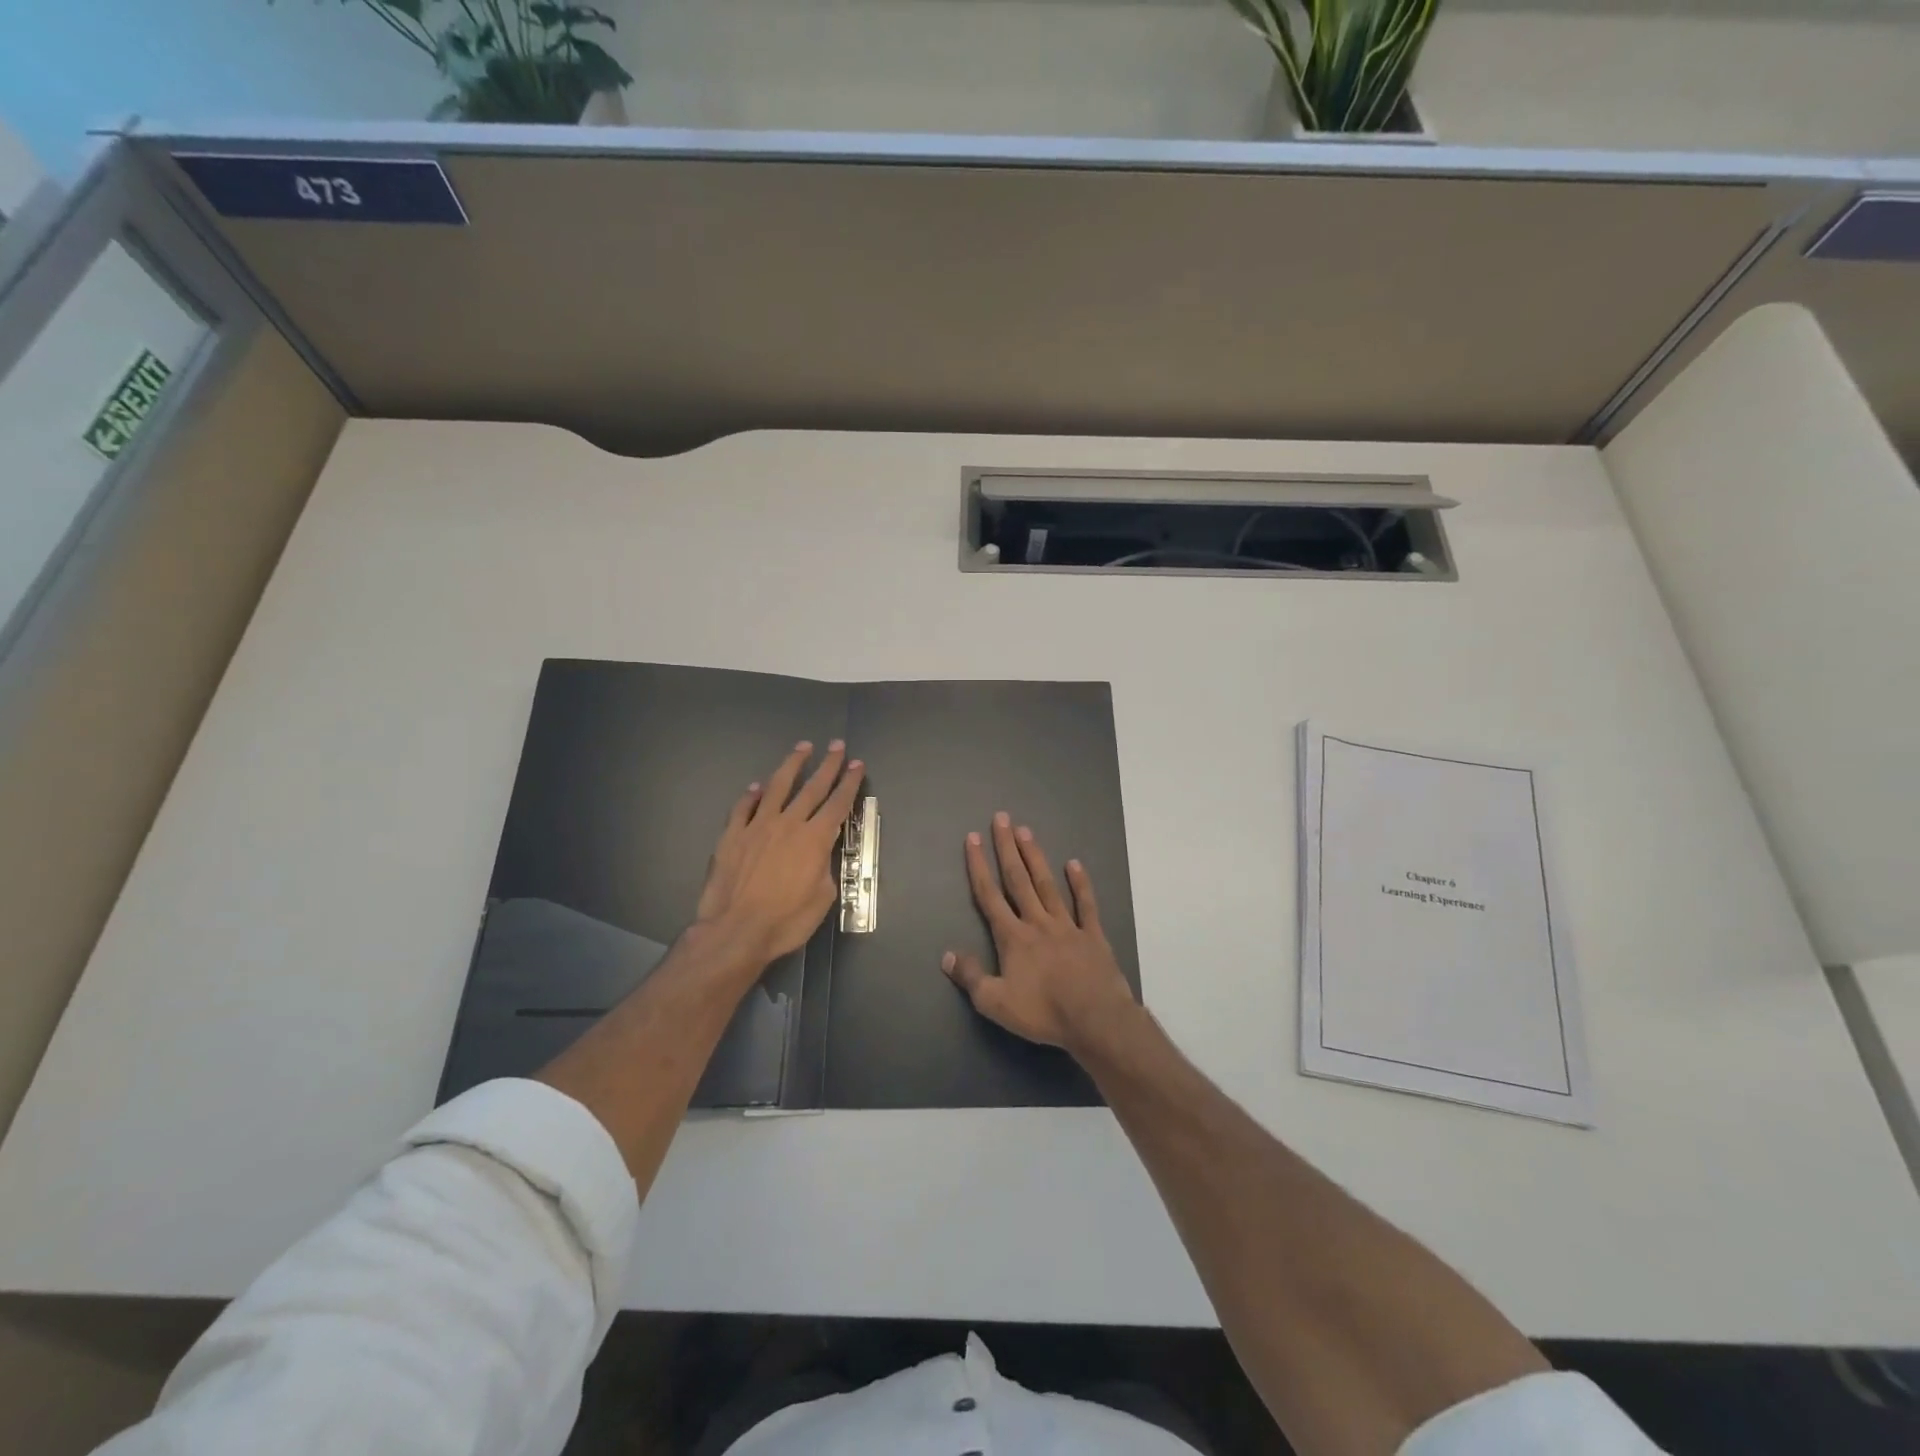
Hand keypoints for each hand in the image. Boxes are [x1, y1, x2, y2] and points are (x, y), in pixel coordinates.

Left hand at [696, 739, 865, 967]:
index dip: (849, 783)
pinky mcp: (732, 836)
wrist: (736, 930)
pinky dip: (752, 795)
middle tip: (837, 745)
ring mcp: (757, 826)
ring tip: (802, 748)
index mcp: (815, 839)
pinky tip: (757, 787)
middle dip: (828, 765)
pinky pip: (743, 807)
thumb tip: (821, 854)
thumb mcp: (823, 897)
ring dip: (792, 765)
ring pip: (777, 786)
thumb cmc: (786, 920)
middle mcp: (788, 823)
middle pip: (812, 787)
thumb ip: (824, 867)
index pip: (838, 804)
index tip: (857, 764)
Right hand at [943, 812, 1135, 1049]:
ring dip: (1036, 857)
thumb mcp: (995, 1003)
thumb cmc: (1043, 1012)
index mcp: (1013, 937)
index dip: (979, 866)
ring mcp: (1067, 925)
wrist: (1095, 1019)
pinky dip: (1080, 884)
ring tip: (1026, 831)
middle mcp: (1038, 922)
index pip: (990, 895)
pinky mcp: (1093, 935)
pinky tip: (1075, 864)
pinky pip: (1086, 905)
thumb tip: (947, 956)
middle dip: (1007, 848)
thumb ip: (970, 977)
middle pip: (1019, 879)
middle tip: (1002, 819)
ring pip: (1047, 884)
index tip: (973, 838)